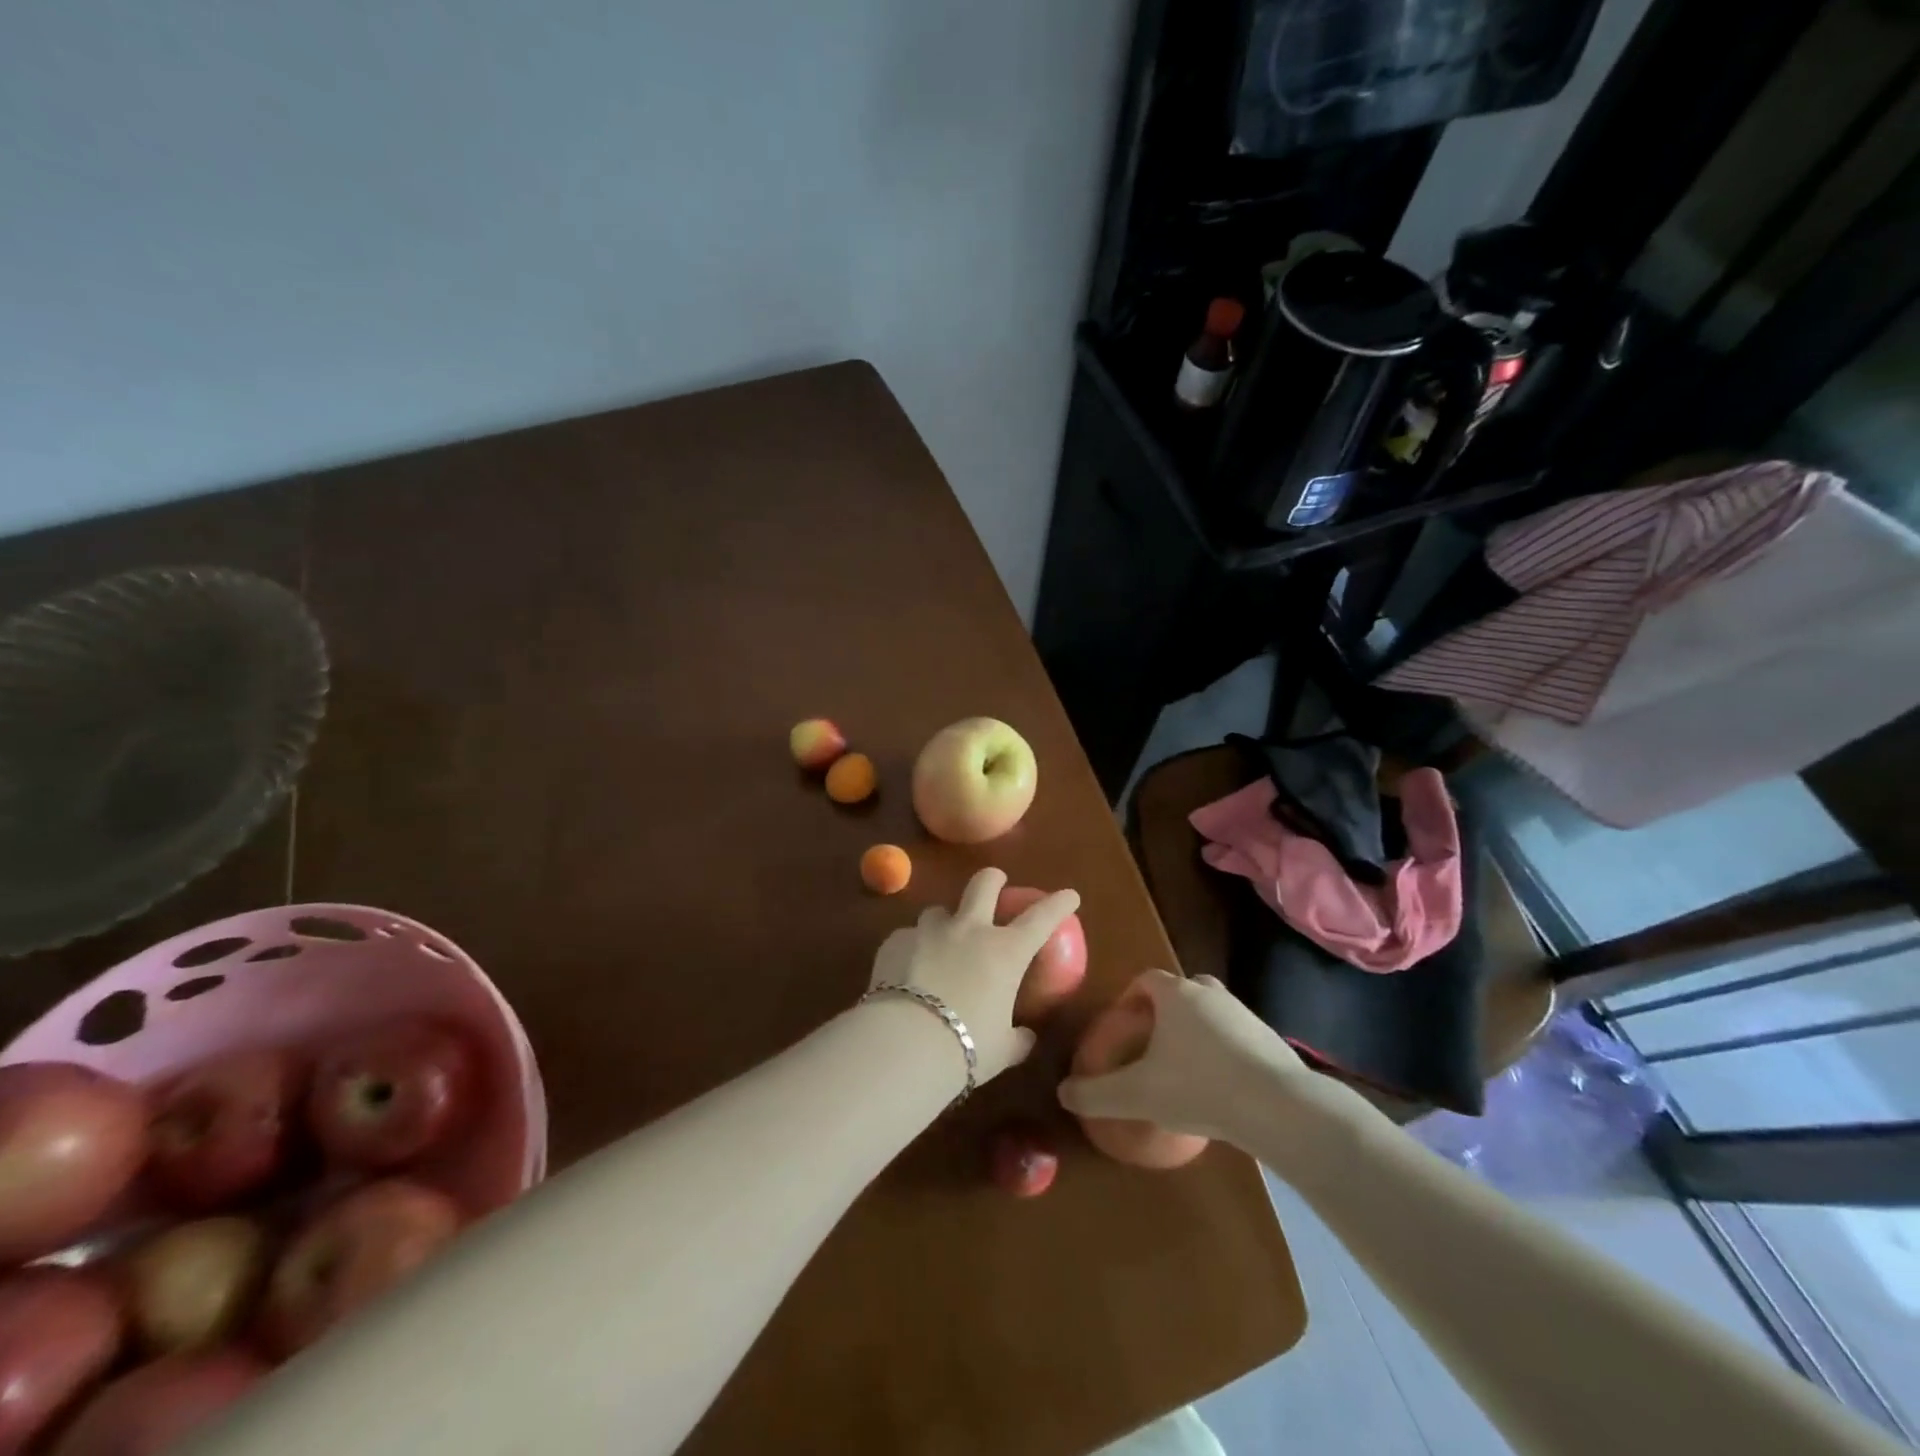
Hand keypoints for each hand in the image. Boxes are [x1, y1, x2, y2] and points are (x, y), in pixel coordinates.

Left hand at [867, 868, 1078, 1082]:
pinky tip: (906, 969)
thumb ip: (1016, 1039)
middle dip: (992, 879)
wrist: (904, 1044)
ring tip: (940, 940)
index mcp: (1005, 952)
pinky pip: (907, 937)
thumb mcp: (1001, 1050)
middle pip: (983, 885)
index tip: (1069, 895)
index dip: (1058, 904)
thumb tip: (1025, 1037)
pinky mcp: (895, 941)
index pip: (1041, 918)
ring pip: (938, 910)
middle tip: (995, 882)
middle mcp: (968, 930)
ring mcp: (928, 931)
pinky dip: (912, 948)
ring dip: (944, 922)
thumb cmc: (965, 1048)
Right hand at [1056, 969, 1312, 1143]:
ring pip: (1211, 1013)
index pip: (1146, 979)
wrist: (1279, 1107)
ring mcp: (1244, 1014)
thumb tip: (1062, 1092)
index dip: (1130, 998)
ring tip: (1185, 1071)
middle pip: (1181, 991)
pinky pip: (1237, 1037)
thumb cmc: (1198, 1087)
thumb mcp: (1137, 1094)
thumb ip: (1096, 1093)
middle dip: (1164, 1013)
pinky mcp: (1270, 1040)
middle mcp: (1209, 993)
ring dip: (1196, 1033)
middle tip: (1152, 1046)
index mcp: (1175, 994)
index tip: (1123, 1026)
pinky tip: (1220, 1089)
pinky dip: (1224, 1053)